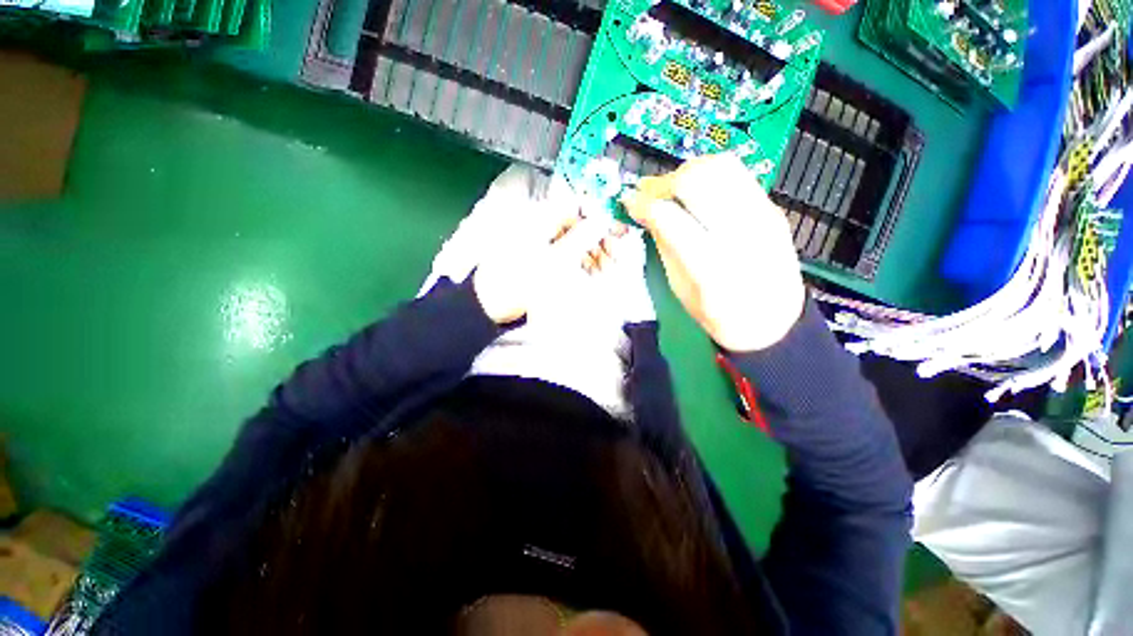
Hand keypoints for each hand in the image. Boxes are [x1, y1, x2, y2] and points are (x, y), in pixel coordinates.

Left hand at [473, 186, 620, 324]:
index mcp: (540, 217)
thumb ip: (581, 237)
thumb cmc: (520, 280)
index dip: (600, 216)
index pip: (578, 206)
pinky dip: (581, 260)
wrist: (491, 304)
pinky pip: (567, 252)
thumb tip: (604, 218)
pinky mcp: (542, 257)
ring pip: (575, 239)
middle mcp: (541, 224)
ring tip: (608, 268)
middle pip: (578, 223)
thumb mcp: (555, 260)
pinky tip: (593, 272)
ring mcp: (541, 241)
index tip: (618, 230)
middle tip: (617, 255)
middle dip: (599, 238)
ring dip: (593, 251)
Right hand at [622, 153, 804, 351]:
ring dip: (687, 172)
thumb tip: (647, 212)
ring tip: (672, 190)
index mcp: (710, 267)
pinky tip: (696, 194)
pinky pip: (736, 174)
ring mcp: (763, 216)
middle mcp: (741, 234)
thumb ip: (664, 245)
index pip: (669, 217)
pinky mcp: (772, 208)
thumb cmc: (719, 316)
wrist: (774, 320)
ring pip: (720, 165)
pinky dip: (708, 176)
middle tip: (649, 194)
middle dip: (664, 182)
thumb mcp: (680, 288)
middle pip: (697, 179)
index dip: (643, 204)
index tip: (629, 203)